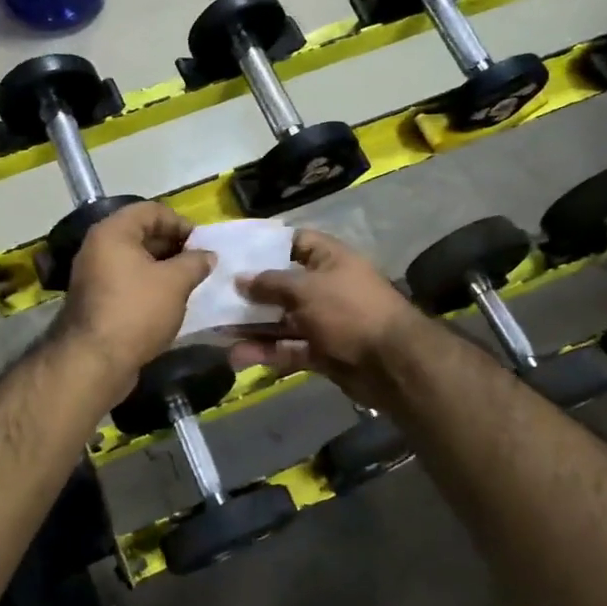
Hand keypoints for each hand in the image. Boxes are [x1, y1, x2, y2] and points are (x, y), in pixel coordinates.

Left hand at [53, 202, 214, 389]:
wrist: (95, 361)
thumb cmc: (137, 311)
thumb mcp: (175, 283)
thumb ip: (195, 262)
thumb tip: (208, 255)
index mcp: (113, 232)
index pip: (151, 210)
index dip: (180, 222)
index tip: (202, 243)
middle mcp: (98, 247)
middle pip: (141, 233)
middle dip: (173, 245)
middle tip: (199, 262)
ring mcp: (94, 275)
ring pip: (135, 260)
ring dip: (163, 267)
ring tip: (189, 282)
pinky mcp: (96, 300)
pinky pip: (127, 281)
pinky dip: (149, 284)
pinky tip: (169, 301)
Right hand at [230, 229, 423, 405]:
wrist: (391, 363)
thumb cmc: (348, 310)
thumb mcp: (305, 289)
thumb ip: (270, 283)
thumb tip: (240, 279)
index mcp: (330, 259)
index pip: (295, 242)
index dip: (266, 245)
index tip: (234, 252)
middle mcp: (327, 286)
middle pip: (283, 285)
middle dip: (251, 293)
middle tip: (215, 296)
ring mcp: (326, 321)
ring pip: (282, 321)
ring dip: (253, 327)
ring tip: (219, 332)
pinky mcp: (323, 352)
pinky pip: (289, 348)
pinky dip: (267, 352)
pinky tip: (238, 356)